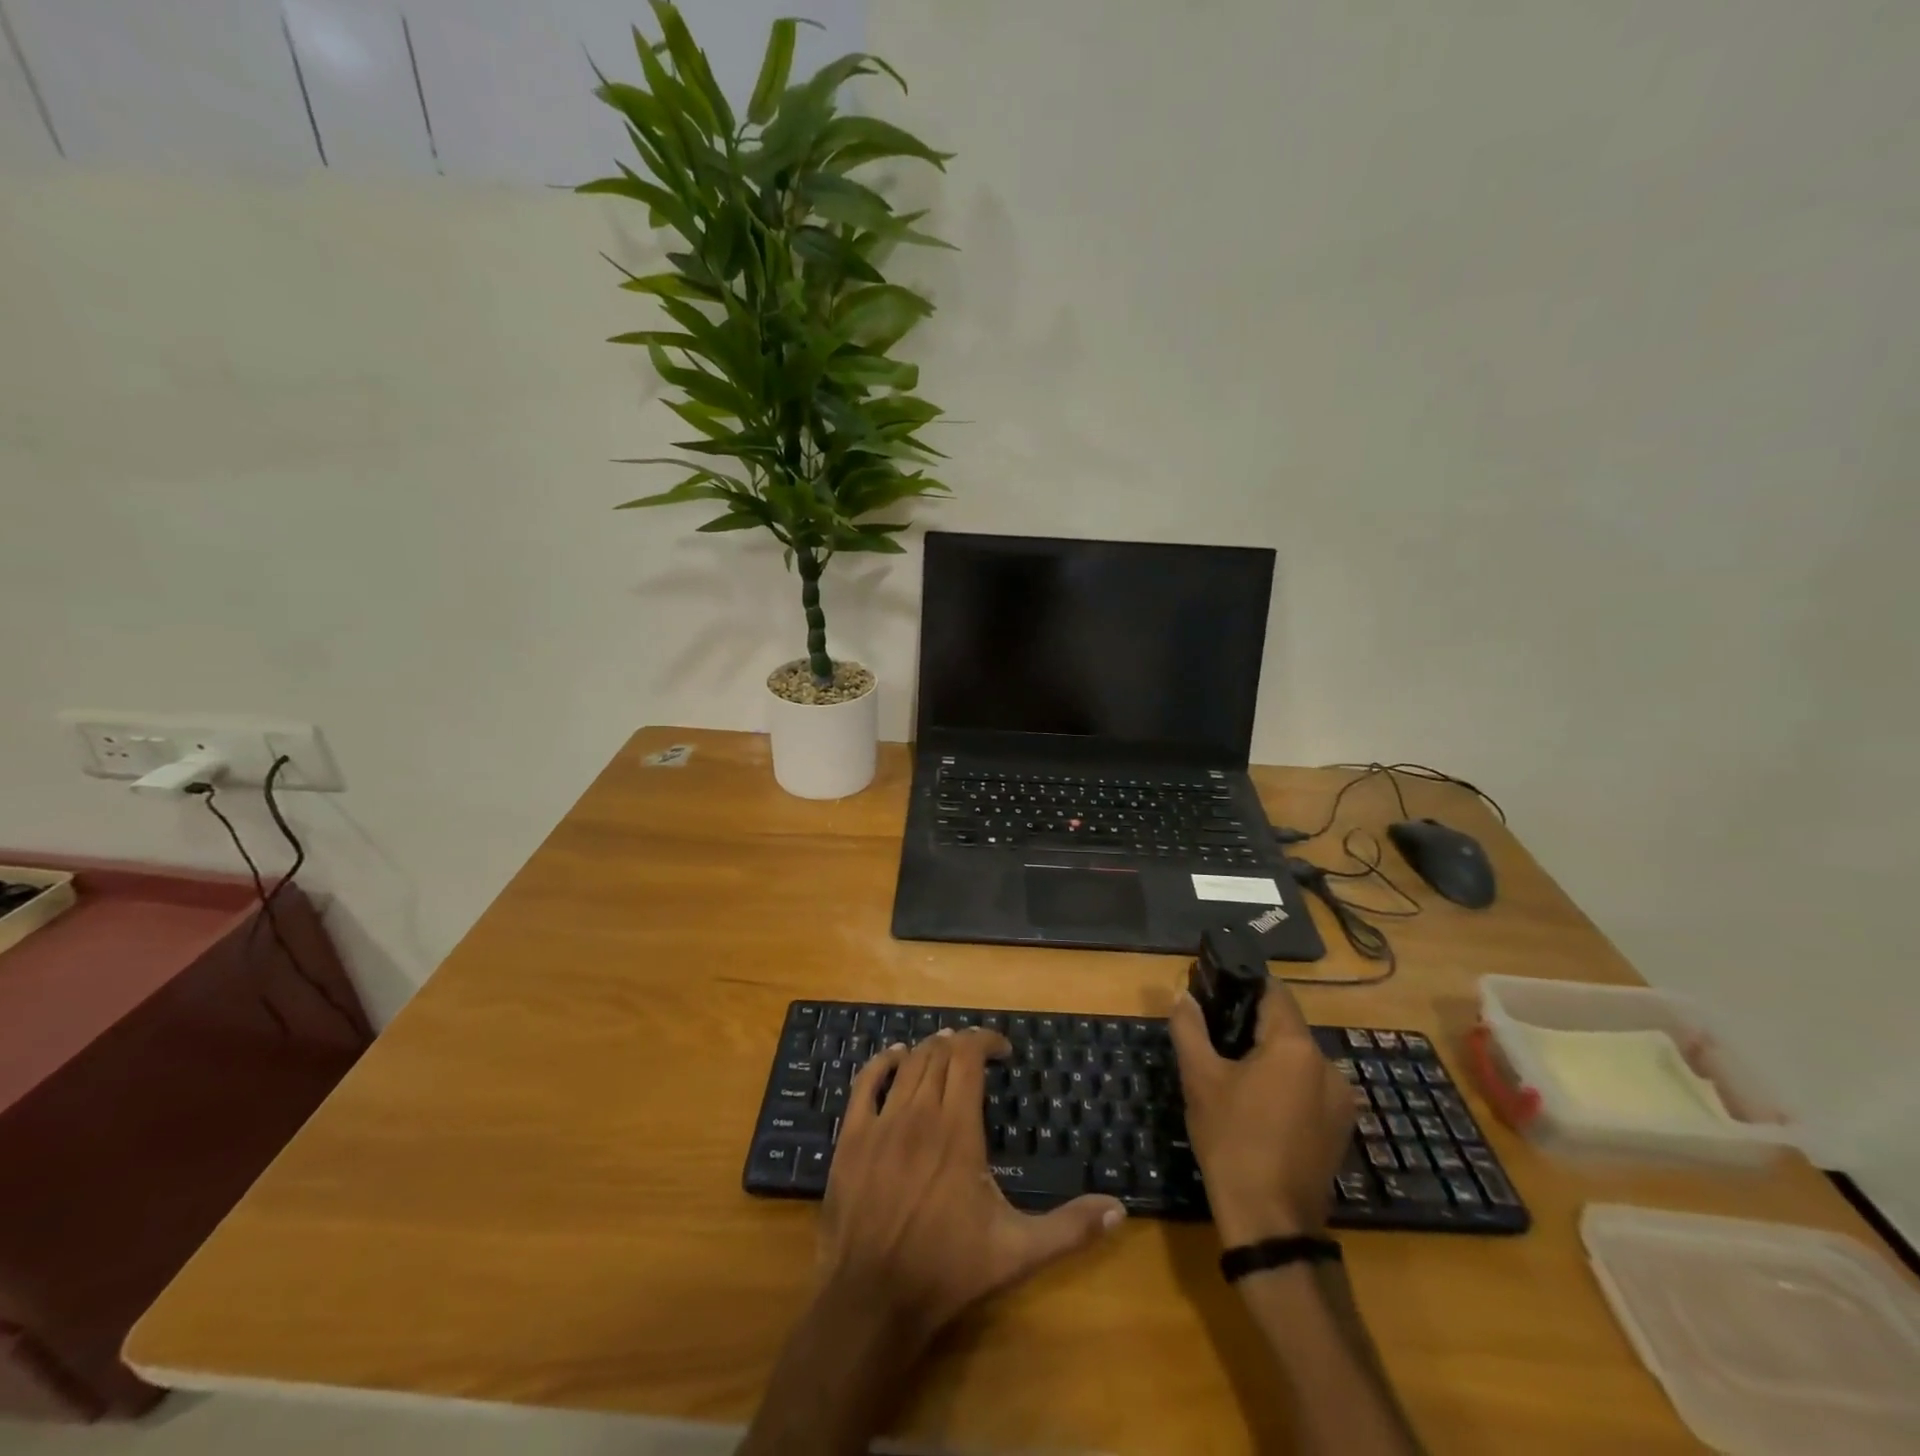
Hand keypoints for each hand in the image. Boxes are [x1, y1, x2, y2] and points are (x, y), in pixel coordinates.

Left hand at [818, 1028, 1125, 1343]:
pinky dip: (883, 1063)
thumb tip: (1119, 1210)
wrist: (872, 1299)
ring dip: (929, 1051)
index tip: (1003, 1051)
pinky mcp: (851, 1137)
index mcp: (957, 1128)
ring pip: (908, 1065)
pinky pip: (865, 1083)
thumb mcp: (1017, 1251)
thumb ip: (1070, 1228)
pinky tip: (895, 1058)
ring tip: (945, 1052)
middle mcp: (919, 1113)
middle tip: (977, 1056)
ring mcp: (881, 1122)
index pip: (969, 1057)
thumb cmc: (948, 1270)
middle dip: (961, 1045)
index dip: (986, 1041)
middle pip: (939, 1054)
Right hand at [1170, 982, 1354, 1245]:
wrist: (1270, 1222)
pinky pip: (1309, 1087)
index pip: (1274, 992)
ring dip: (1270, 1057)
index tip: (1216, 992)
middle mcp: (1329, 1065)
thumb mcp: (1199, 1078)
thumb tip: (1184, 996)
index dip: (1243, 986)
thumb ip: (1189, 1028)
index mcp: (1296, 1046)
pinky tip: (1258, 1106)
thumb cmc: (1232, 1140)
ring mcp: (1341, 1100)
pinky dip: (1285, 1084)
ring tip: (1233, 1075)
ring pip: (1298, 1058)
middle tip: (1215, 1039)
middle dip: (1252, 1025)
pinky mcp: (1341, 1128)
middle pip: (1286, 1026)